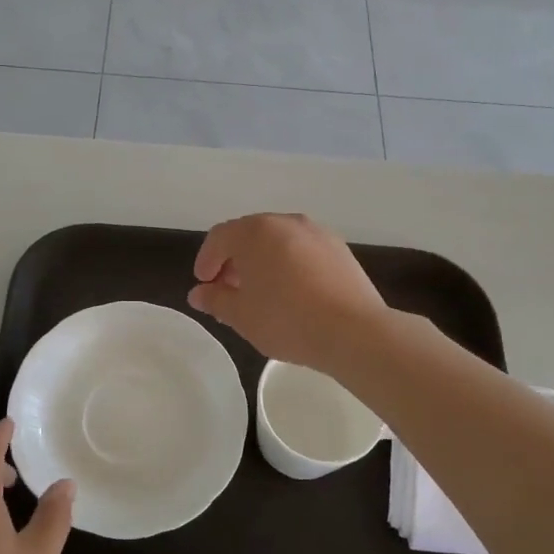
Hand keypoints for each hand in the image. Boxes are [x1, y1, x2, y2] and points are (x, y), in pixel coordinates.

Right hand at [187, 213, 389, 375]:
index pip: (220, 238)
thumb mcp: (242, 315)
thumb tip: (199, 293)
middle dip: (234, 260)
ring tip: (261, 293)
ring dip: (262, 261)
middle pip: (249, 235)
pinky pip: (302, 250)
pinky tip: (292, 292)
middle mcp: (285, 222)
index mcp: (255, 231)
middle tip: (228, 290)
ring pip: (278, 241)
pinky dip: (289, 264)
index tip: (204, 284)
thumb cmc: (287, 320)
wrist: (354, 331)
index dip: (206, 260)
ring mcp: (316, 232)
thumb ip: (216, 300)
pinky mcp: (339, 248)